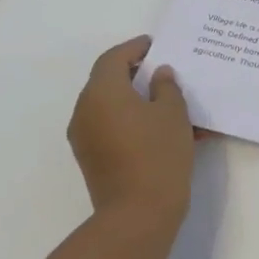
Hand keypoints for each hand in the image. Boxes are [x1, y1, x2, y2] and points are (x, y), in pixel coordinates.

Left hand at [68, 36, 195, 225]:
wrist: (139, 213)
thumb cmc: (158, 153)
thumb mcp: (173, 113)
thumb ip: (167, 87)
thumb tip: (159, 75)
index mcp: (102, 92)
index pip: (113, 58)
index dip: (134, 48)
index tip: (155, 45)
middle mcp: (85, 110)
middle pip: (107, 81)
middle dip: (134, 73)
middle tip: (162, 70)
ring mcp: (85, 137)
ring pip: (110, 106)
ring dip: (135, 100)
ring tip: (167, 102)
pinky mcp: (92, 158)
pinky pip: (111, 128)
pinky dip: (132, 121)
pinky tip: (162, 129)